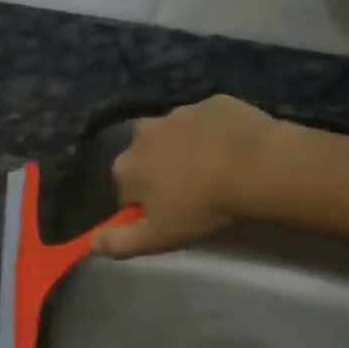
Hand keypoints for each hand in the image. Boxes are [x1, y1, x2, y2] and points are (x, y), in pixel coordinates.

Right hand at [94, 95, 298, 257]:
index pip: (126, 190)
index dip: (146, 205)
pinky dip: (216, 133)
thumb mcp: (158, 237)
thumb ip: (120, 242)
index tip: (170, 216)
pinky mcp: (213, 102)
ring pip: (177, 136)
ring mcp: (179, 113)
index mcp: (126, 165)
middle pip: (147, 157)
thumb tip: (89, 245)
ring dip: (188, 150)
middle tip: (194, 194)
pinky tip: (235, 150)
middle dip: (162, 172)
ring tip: (218, 171)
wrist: (259, 168)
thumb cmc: (202, 207)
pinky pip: (208, 121)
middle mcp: (143, 133)